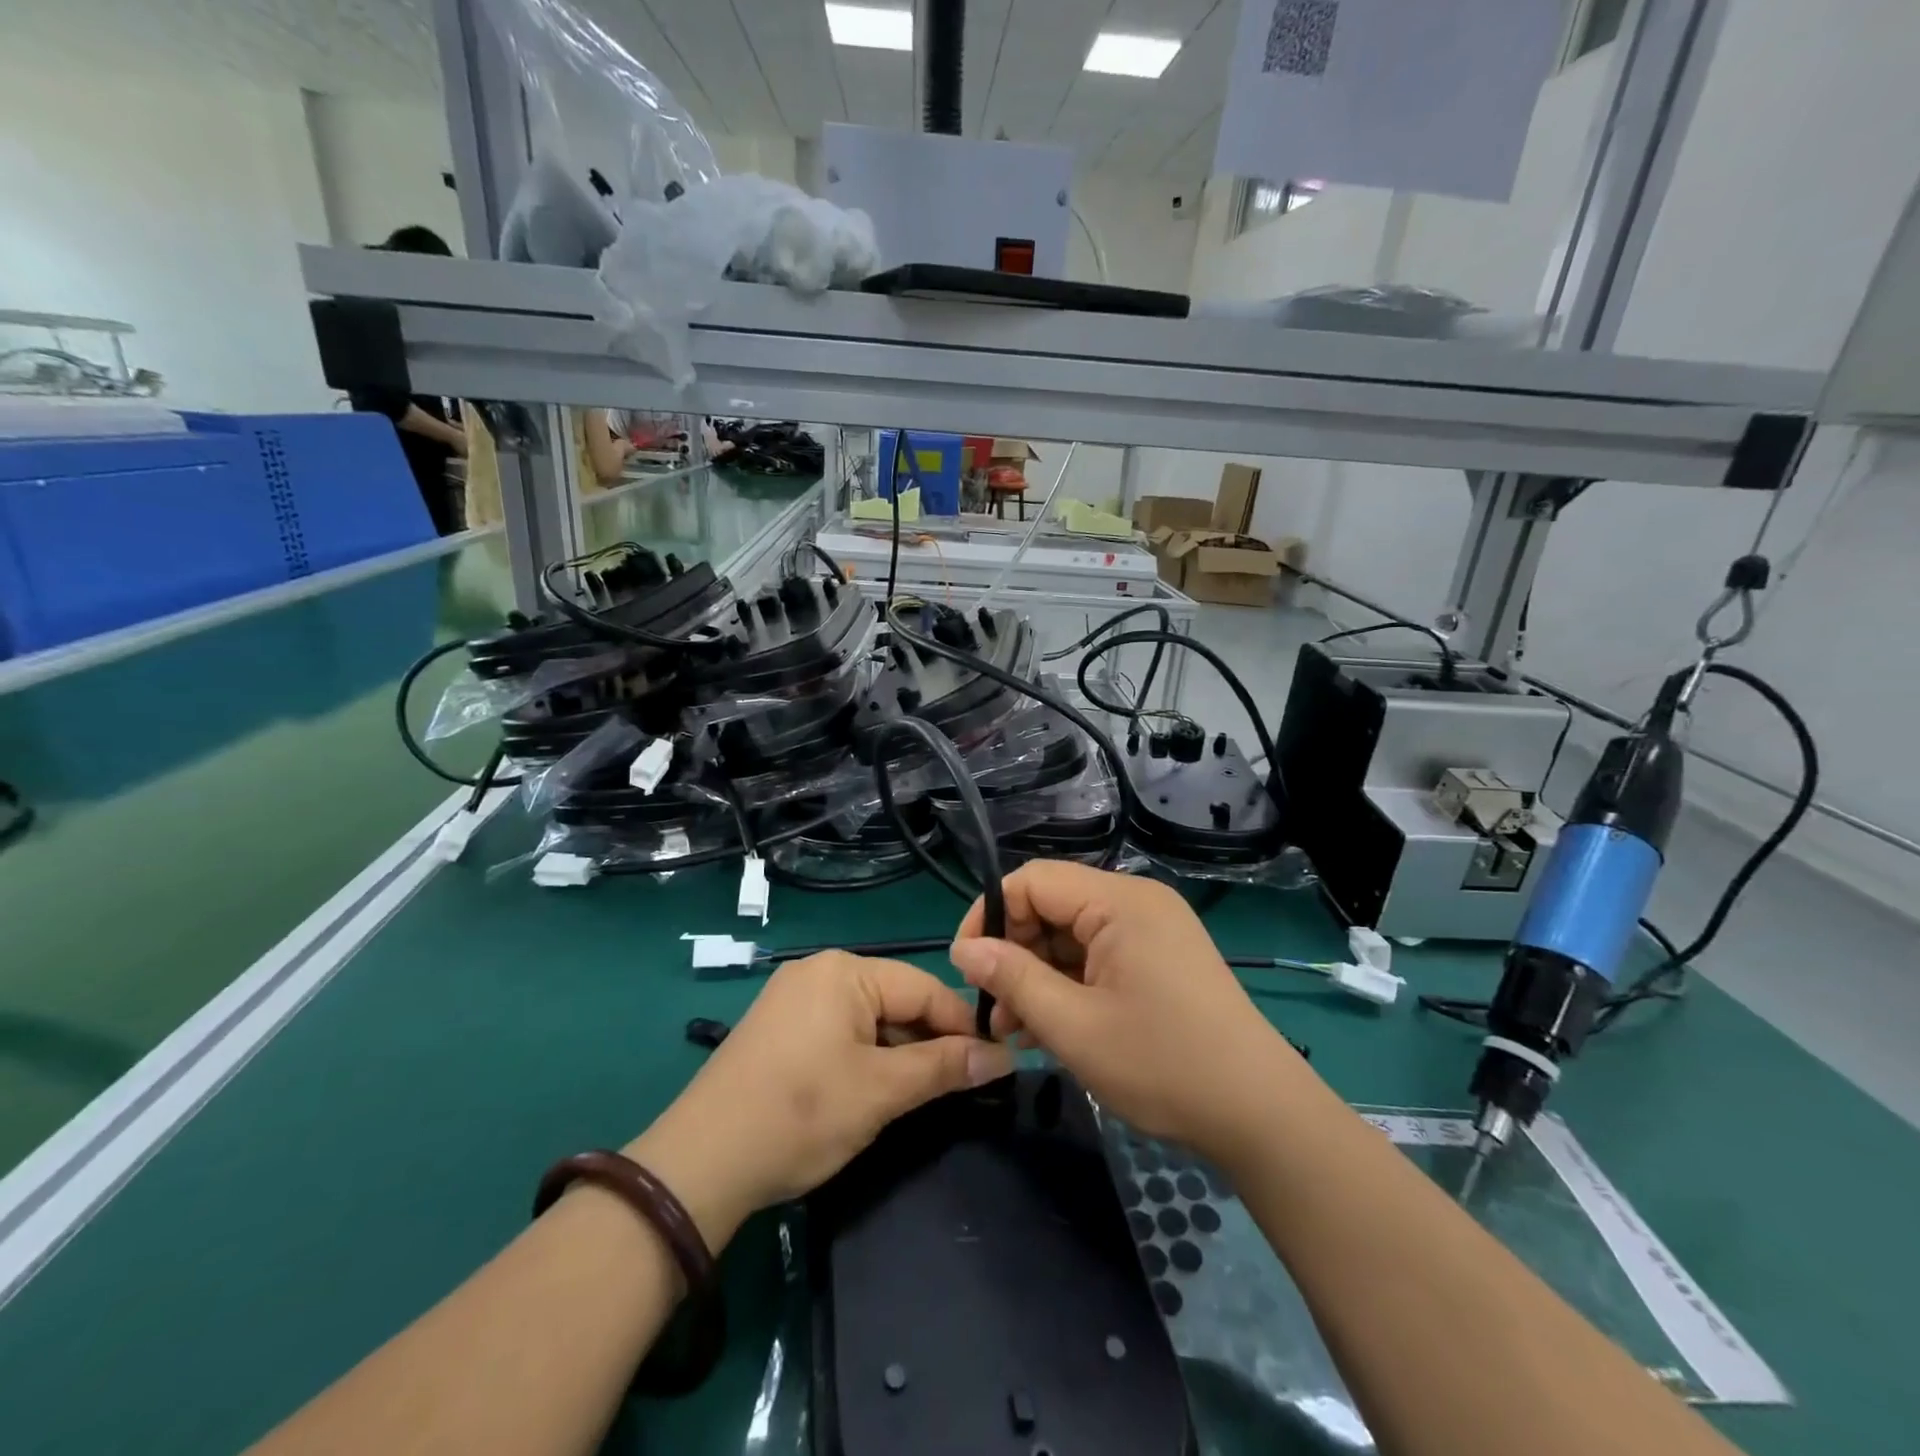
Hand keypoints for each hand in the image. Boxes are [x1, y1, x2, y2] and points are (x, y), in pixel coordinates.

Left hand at [628, 953, 1010, 1246]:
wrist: (699, 1163)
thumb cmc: (800, 1115)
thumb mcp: (881, 1092)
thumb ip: (944, 1067)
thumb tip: (1003, 1055)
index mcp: (845, 971)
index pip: (924, 987)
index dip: (962, 1025)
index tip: (992, 1063)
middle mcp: (819, 970)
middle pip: (896, 1000)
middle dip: (927, 1041)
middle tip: (955, 1087)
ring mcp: (794, 996)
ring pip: (869, 1017)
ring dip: (897, 1052)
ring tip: (915, 1095)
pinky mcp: (778, 1026)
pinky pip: (839, 1029)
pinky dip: (864, 1056)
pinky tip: (869, 1090)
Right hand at [950, 863, 1318, 1162]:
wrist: (1261, 1115)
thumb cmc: (1162, 1065)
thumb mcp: (1073, 1026)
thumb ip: (1012, 979)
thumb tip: (963, 950)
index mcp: (1119, 901)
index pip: (1032, 881)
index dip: (990, 916)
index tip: (967, 967)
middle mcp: (1136, 902)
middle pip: (1052, 906)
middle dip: (1014, 953)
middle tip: (995, 1011)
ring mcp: (1152, 930)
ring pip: (1072, 935)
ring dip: (1038, 975)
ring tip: (1017, 1031)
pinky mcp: (1161, 958)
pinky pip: (1098, 955)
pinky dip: (1070, 984)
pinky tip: (1051, 1029)